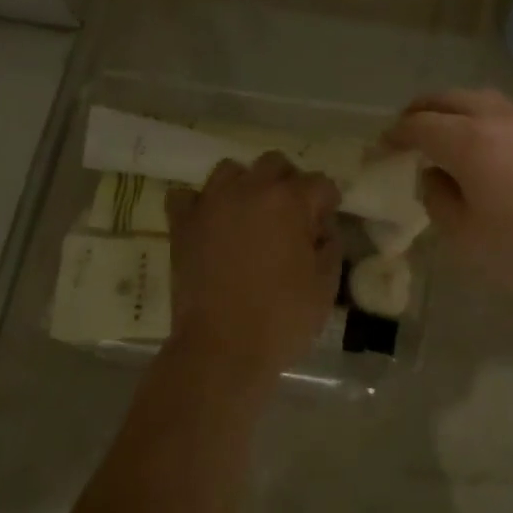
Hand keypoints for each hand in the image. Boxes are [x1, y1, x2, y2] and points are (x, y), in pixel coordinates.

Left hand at [165, 154, 342, 379]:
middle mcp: (249, 190)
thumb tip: (322, 229)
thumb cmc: (282, 319)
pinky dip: (199, 203)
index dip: (328, 201)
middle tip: (291, 215)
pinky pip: (186, 195)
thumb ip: (330, 247)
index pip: (319, 183)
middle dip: (289, 182)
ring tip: (250, 214)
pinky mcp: (182, 224)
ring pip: (231, 170)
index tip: (326, 222)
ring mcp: (211, 204)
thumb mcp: (325, 286)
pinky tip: (210, 222)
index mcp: (289, 202)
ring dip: (246, 185)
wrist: (222, 349)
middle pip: (274, 163)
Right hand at [385, 89, 512, 298]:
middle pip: (450, 99)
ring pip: (483, 100)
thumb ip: (438, 198)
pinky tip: (490, 145)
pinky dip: (486, 119)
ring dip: (456, 109)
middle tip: (407, 127)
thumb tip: (435, 176)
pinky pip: (510, 114)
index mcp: (469, 142)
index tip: (382, 147)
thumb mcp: (464, 235)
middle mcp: (499, 120)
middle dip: (422, 110)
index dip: (395, 134)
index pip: (420, 126)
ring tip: (446, 130)